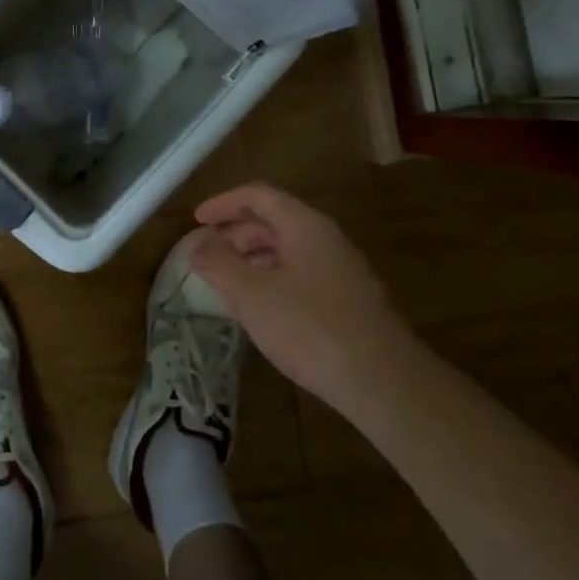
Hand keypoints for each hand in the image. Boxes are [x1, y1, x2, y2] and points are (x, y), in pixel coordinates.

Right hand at [188, 183, 407, 405]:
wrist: (383, 383)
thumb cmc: (310, 327)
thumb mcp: (250, 294)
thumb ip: (217, 262)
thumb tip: (195, 242)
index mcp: (304, 225)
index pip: (258, 196)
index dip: (223, 203)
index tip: (196, 220)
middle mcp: (326, 239)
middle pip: (275, 220)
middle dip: (236, 232)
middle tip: (207, 252)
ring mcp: (342, 270)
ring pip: (289, 248)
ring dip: (253, 256)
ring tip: (227, 280)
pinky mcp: (349, 300)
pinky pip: (302, 273)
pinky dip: (273, 277)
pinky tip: (261, 308)